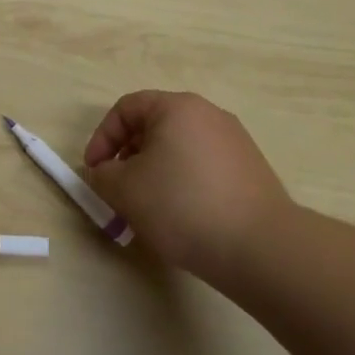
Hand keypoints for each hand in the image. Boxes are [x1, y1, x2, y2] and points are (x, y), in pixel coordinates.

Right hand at [83, 91, 297, 280]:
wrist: (260, 247)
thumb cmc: (182, 206)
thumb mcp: (125, 189)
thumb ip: (102, 174)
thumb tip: (105, 172)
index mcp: (177, 107)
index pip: (126, 109)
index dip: (102, 138)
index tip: (94, 172)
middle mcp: (208, 115)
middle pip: (154, 126)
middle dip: (127, 157)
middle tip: (118, 191)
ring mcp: (234, 141)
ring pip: (178, 148)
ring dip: (154, 172)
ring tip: (147, 208)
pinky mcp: (249, 169)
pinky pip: (202, 167)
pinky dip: (182, 183)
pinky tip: (181, 216)